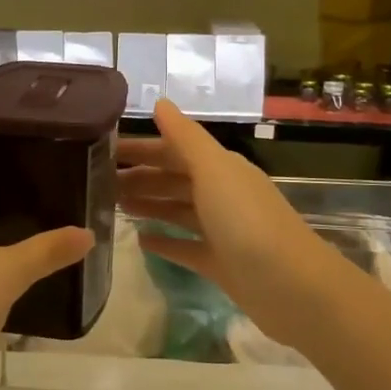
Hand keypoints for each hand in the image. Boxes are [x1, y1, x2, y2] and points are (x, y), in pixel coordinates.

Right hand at [117, 100, 360, 356]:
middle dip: (140, 177)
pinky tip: (140, 241)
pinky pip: (186, 248)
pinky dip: (164, 242)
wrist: (291, 287)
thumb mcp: (213, 170)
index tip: (104, 152)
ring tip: (113, 206)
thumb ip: (185, 137)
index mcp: (221, 168)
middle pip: (174, 179)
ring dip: (149, 205)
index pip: (174, 149)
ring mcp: (223, 230)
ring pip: (178, 211)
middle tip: (99, 183)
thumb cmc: (246, 220)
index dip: (142, 148)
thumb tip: (160, 102)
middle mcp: (222, 194)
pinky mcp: (221, 264)